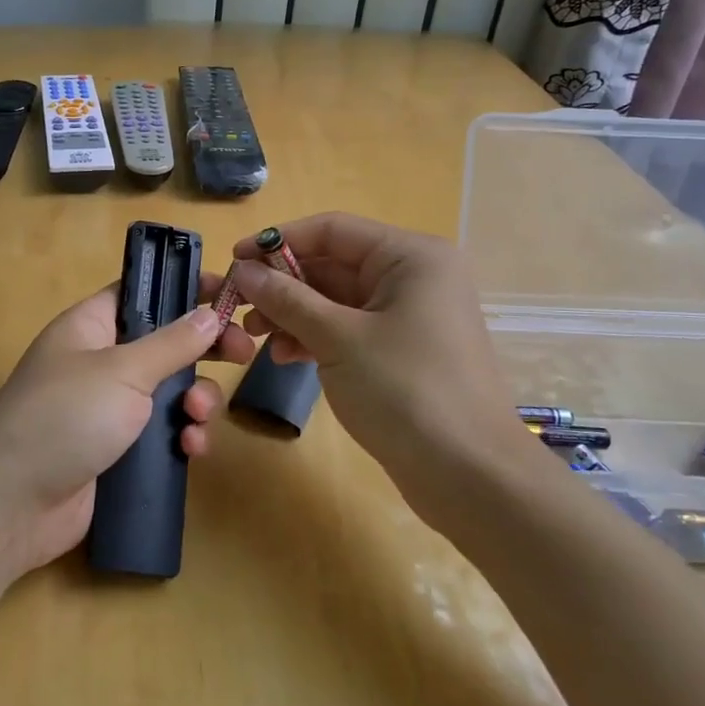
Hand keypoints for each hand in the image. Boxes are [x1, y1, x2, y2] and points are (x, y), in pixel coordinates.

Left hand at [0, 276, 256, 578]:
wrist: (11, 505)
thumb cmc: (63, 417)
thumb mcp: (122, 372)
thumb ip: (171, 343)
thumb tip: (209, 314)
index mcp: (92, 326)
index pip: (143, 291)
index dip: (183, 287)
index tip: (228, 293)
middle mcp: (102, 362)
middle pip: (165, 342)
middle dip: (204, 349)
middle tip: (243, 352)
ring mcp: (111, 408)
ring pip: (171, 391)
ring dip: (195, 399)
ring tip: (197, 415)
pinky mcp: (120, 451)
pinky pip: (164, 434)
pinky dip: (182, 436)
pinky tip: (191, 450)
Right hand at [228, 213, 534, 518]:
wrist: (470, 475)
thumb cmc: (406, 391)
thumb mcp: (338, 339)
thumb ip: (287, 299)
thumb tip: (243, 270)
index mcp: (409, 257)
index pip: (332, 230)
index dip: (279, 240)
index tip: (234, 260)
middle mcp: (412, 276)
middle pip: (332, 264)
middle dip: (282, 285)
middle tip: (238, 307)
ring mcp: (408, 315)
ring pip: (336, 300)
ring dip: (293, 314)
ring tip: (255, 338)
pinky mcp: (400, 350)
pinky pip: (347, 329)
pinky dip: (314, 337)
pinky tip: (283, 356)